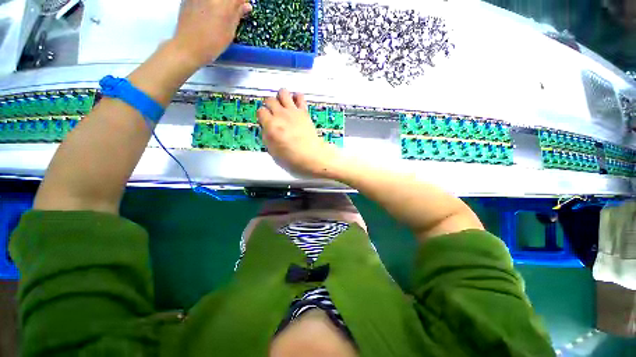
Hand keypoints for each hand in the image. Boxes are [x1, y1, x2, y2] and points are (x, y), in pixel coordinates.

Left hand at [172, 0, 251, 66]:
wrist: (188, 46)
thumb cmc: (212, 43)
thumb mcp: (230, 32)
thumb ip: (237, 15)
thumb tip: (246, 6)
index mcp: (224, 4)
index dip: (241, 3)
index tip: (243, 8)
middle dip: (230, 4)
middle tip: (231, 13)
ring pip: (214, 1)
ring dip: (219, 6)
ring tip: (218, 16)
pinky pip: (203, 1)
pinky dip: (207, 6)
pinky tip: (206, 15)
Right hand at [258, 89, 343, 177]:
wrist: (311, 156)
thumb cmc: (291, 157)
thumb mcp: (272, 151)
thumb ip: (267, 137)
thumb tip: (266, 128)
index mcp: (270, 125)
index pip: (260, 111)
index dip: (262, 116)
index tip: (266, 121)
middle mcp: (280, 114)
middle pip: (269, 99)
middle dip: (269, 105)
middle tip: (274, 113)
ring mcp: (293, 111)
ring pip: (283, 92)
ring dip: (281, 97)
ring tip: (283, 105)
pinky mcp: (304, 112)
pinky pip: (300, 97)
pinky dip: (297, 97)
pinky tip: (296, 103)